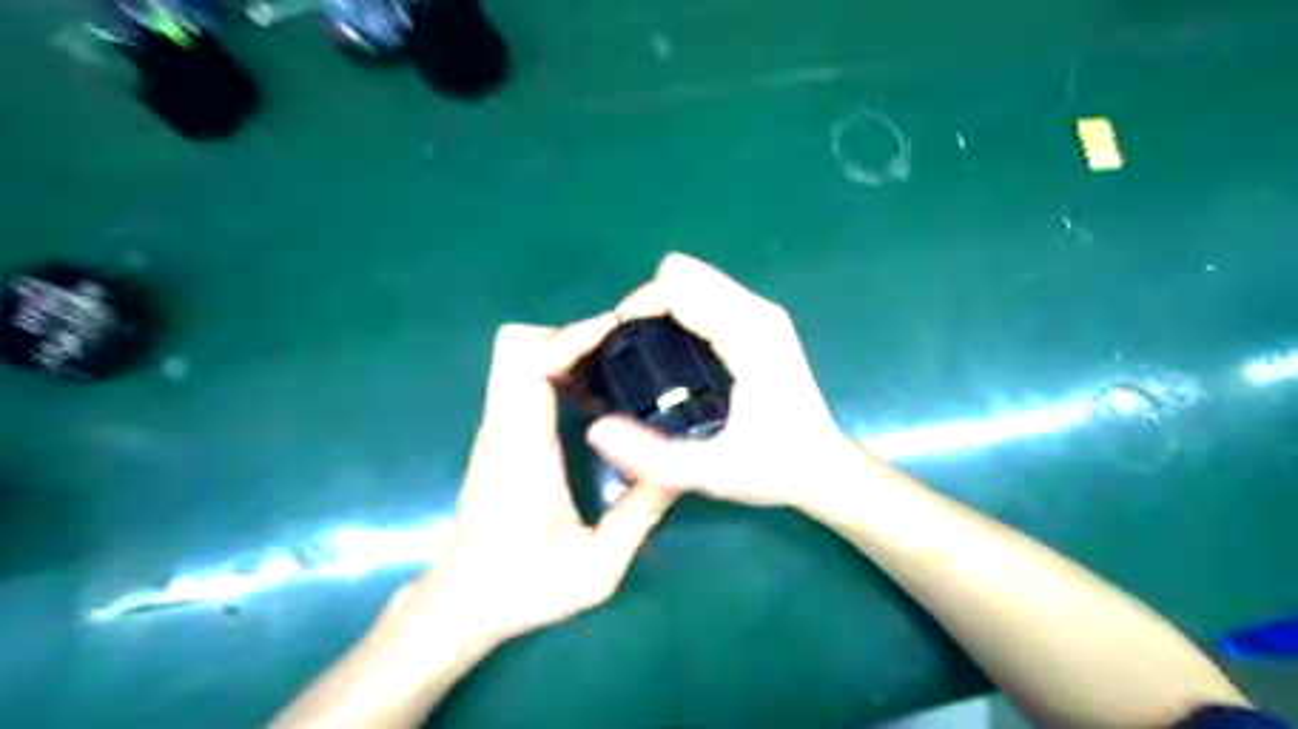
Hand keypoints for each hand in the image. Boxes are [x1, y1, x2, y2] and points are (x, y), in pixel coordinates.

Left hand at [396, 315, 680, 652]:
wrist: (464, 601)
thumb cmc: (525, 588)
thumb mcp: (597, 567)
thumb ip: (639, 517)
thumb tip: (679, 469)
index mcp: (522, 450)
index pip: (532, 366)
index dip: (573, 337)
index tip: (618, 328)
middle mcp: (502, 427)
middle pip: (516, 346)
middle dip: (569, 335)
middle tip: (619, 351)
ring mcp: (495, 428)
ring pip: (513, 356)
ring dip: (561, 350)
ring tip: (610, 372)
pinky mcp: (497, 434)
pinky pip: (519, 378)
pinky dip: (554, 370)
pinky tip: (591, 401)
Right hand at [584, 255, 858, 509]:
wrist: (823, 468)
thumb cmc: (775, 470)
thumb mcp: (711, 474)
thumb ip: (653, 457)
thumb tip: (596, 430)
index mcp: (749, 336)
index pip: (678, 286)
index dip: (638, 307)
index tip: (618, 346)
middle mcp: (758, 312)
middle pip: (683, 272)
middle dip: (648, 304)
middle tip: (635, 351)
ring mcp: (762, 311)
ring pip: (694, 277)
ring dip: (663, 305)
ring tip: (651, 352)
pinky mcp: (760, 319)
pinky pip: (706, 293)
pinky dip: (681, 309)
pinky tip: (676, 350)